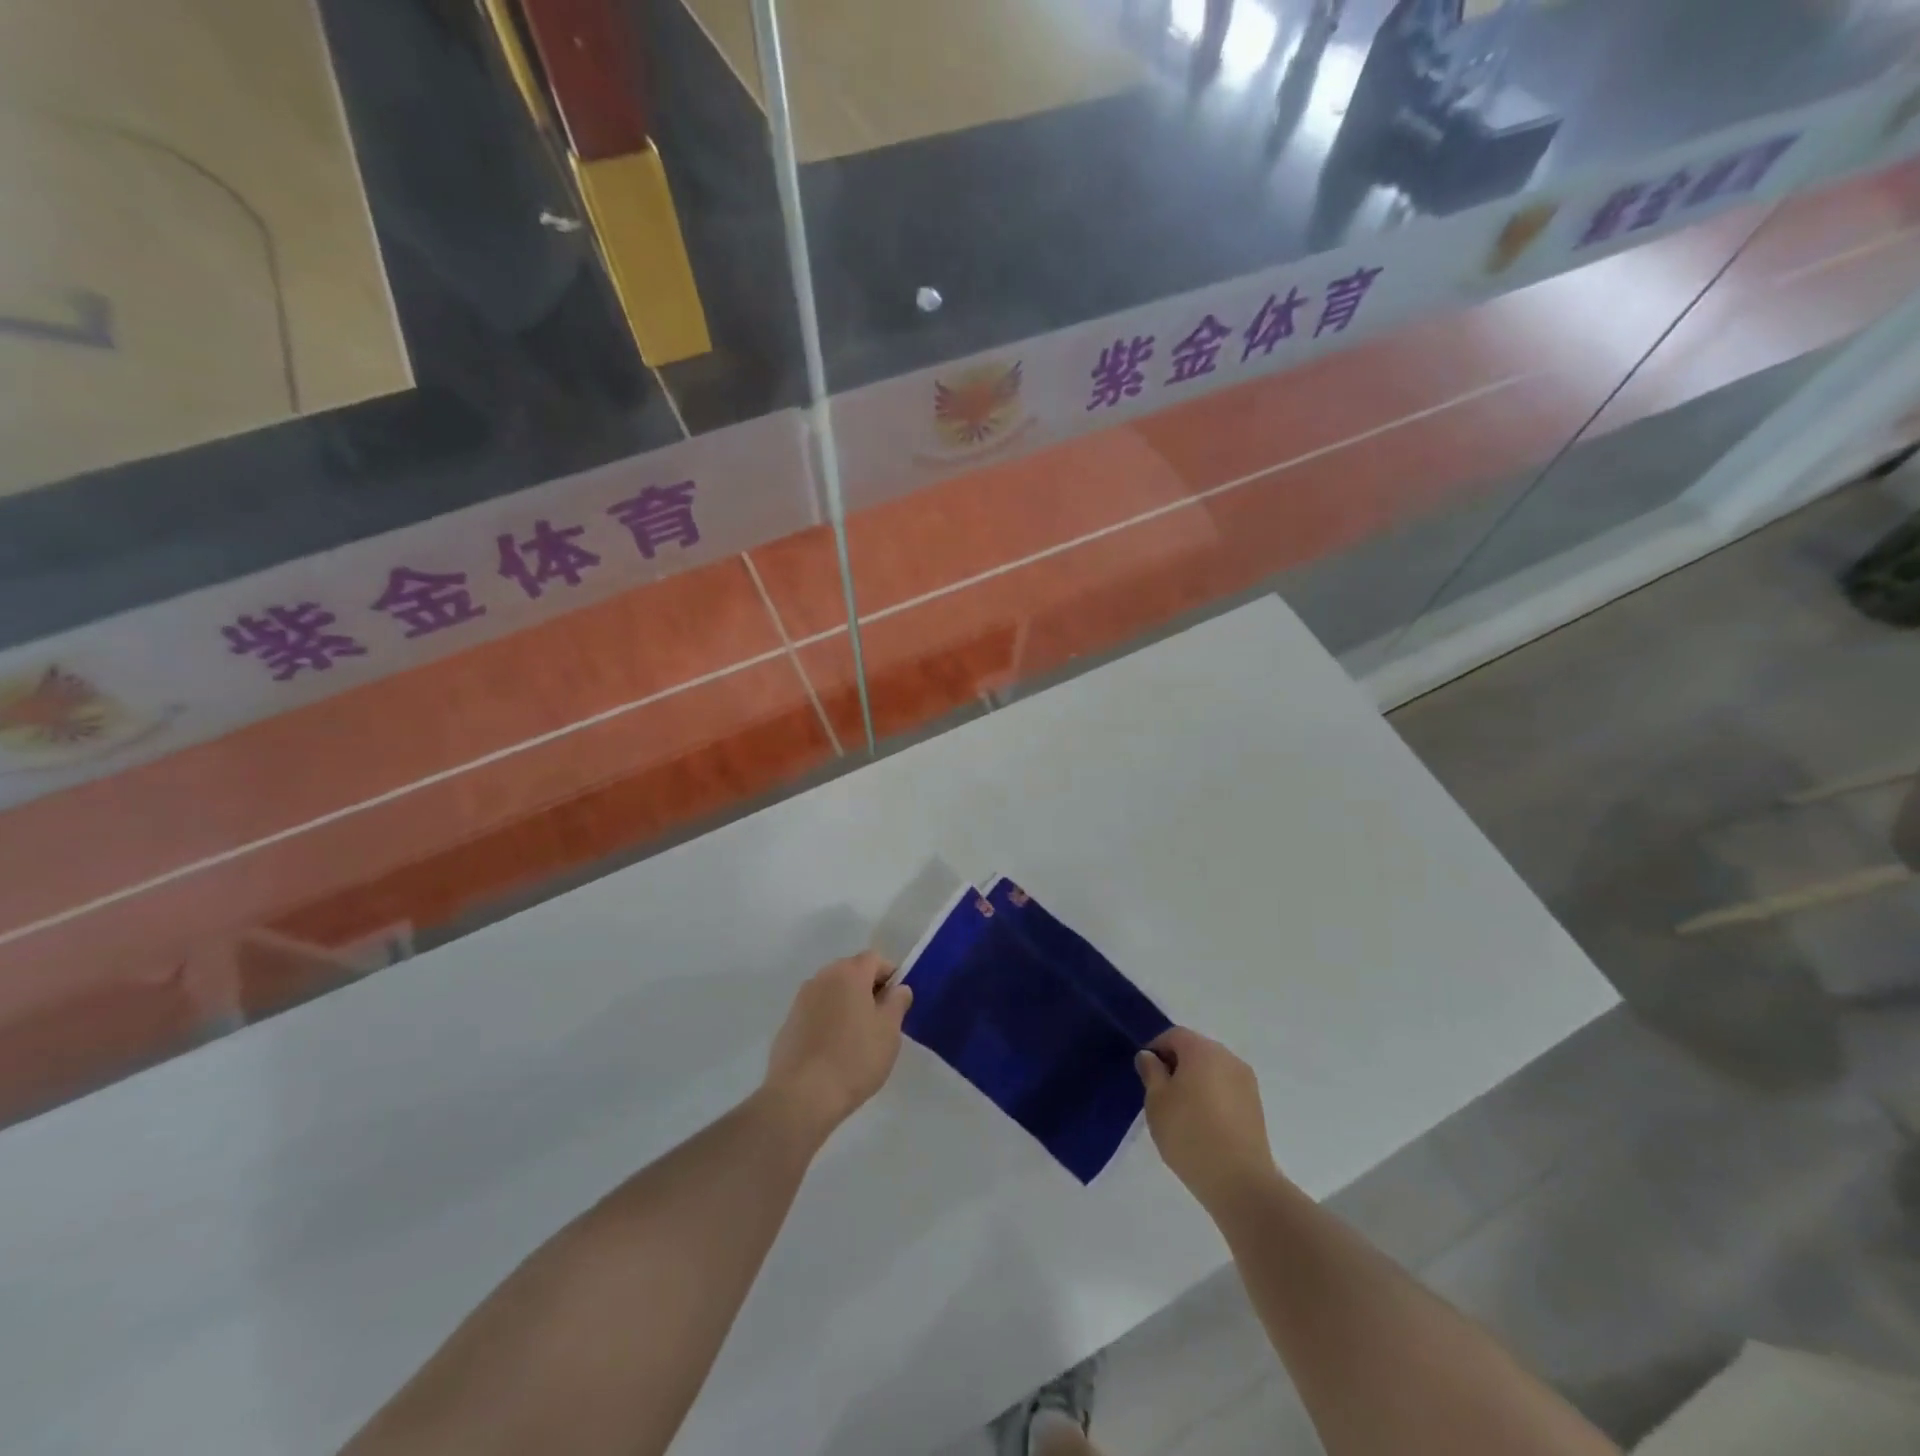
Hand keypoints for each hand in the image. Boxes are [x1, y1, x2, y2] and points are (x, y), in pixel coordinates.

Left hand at [762, 953, 912, 1143]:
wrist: (801, 1096)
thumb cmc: (854, 1058)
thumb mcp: (889, 1031)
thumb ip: (897, 1002)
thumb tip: (898, 989)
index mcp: (849, 973)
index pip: (875, 959)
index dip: (890, 976)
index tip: (897, 1003)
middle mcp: (822, 977)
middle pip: (851, 972)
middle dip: (868, 989)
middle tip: (880, 1021)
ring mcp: (801, 999)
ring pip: (832, 992)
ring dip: (847, 1005)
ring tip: (857, 1038)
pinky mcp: (788, 1023)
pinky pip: (816, 1012)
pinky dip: (828, 1021)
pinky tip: (833, 1051)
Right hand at [1137, 1027, 1277, 1214]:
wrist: (1240, 1182)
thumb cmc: (1189, 1134)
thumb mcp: (1156, 1101)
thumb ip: (1151, 1072)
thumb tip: (1150, 1057)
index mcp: (1202, 1050)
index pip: (1174, 1035)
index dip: (1156, 1049)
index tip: (1146, 1074)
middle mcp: (1228, 1057)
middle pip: (1196, 1049)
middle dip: (1176, 1064)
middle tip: (1161, 1093)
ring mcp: (1246, 1082)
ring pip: (1212, 1070)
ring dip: (1196, 1081)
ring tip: (1182, 1112)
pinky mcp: (1256, 1106)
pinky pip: (1226, 1089)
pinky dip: (1212, 1096)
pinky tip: (1203, 1124)